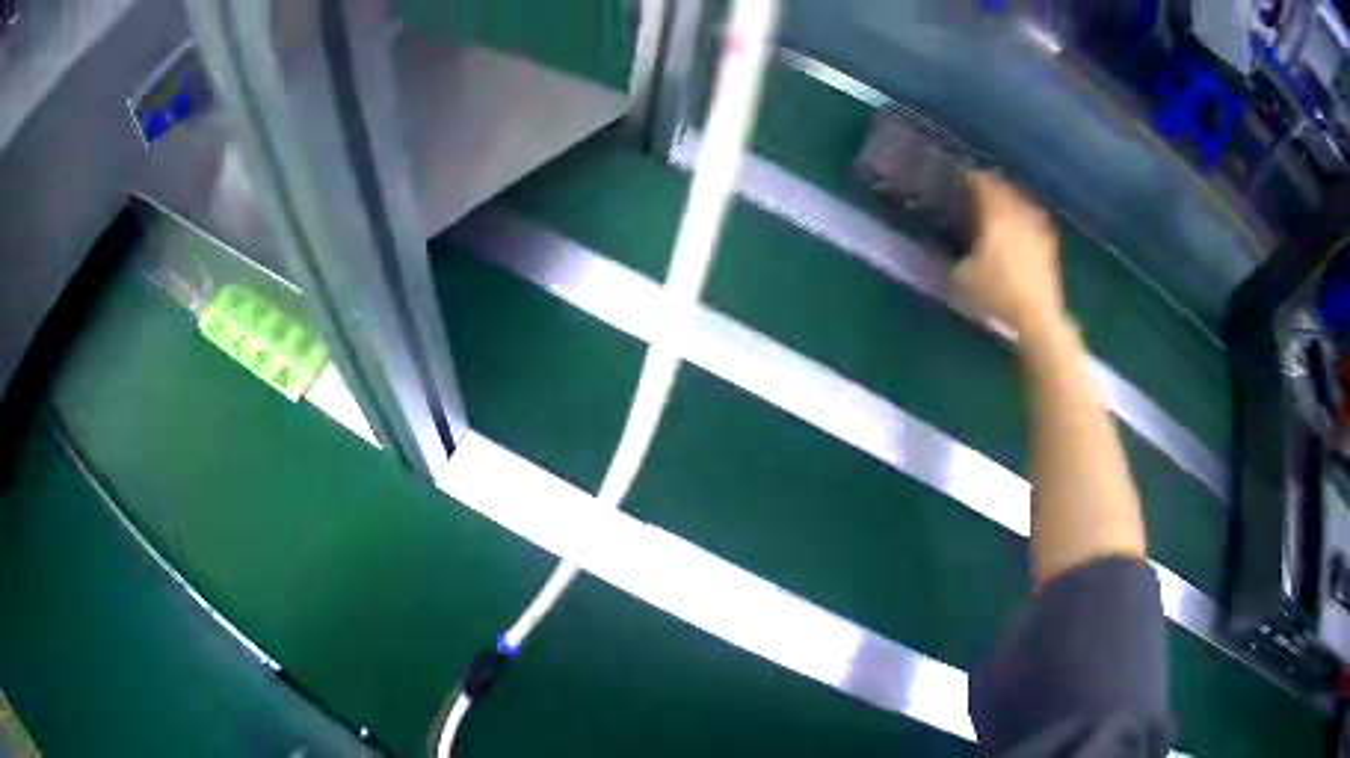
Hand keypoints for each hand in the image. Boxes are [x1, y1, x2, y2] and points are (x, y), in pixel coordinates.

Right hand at [953, 172, 1064, 336]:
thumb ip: (948, 255)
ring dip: (1005, 200)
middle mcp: (1018, 212)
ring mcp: (1037, 226)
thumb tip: (937, 243)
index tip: (954, 179)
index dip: (966, 177)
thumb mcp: (959, 279)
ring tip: (994, 210)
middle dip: (987, 186)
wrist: (1037, 321)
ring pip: (1018, 200)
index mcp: (995, 213)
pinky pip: (1031, 218)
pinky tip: (1015, 230)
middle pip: (1001, 186)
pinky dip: (1021, 218)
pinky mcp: (1049, 244)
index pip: (979, 180)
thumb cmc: (996, 296)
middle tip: (971, 193)